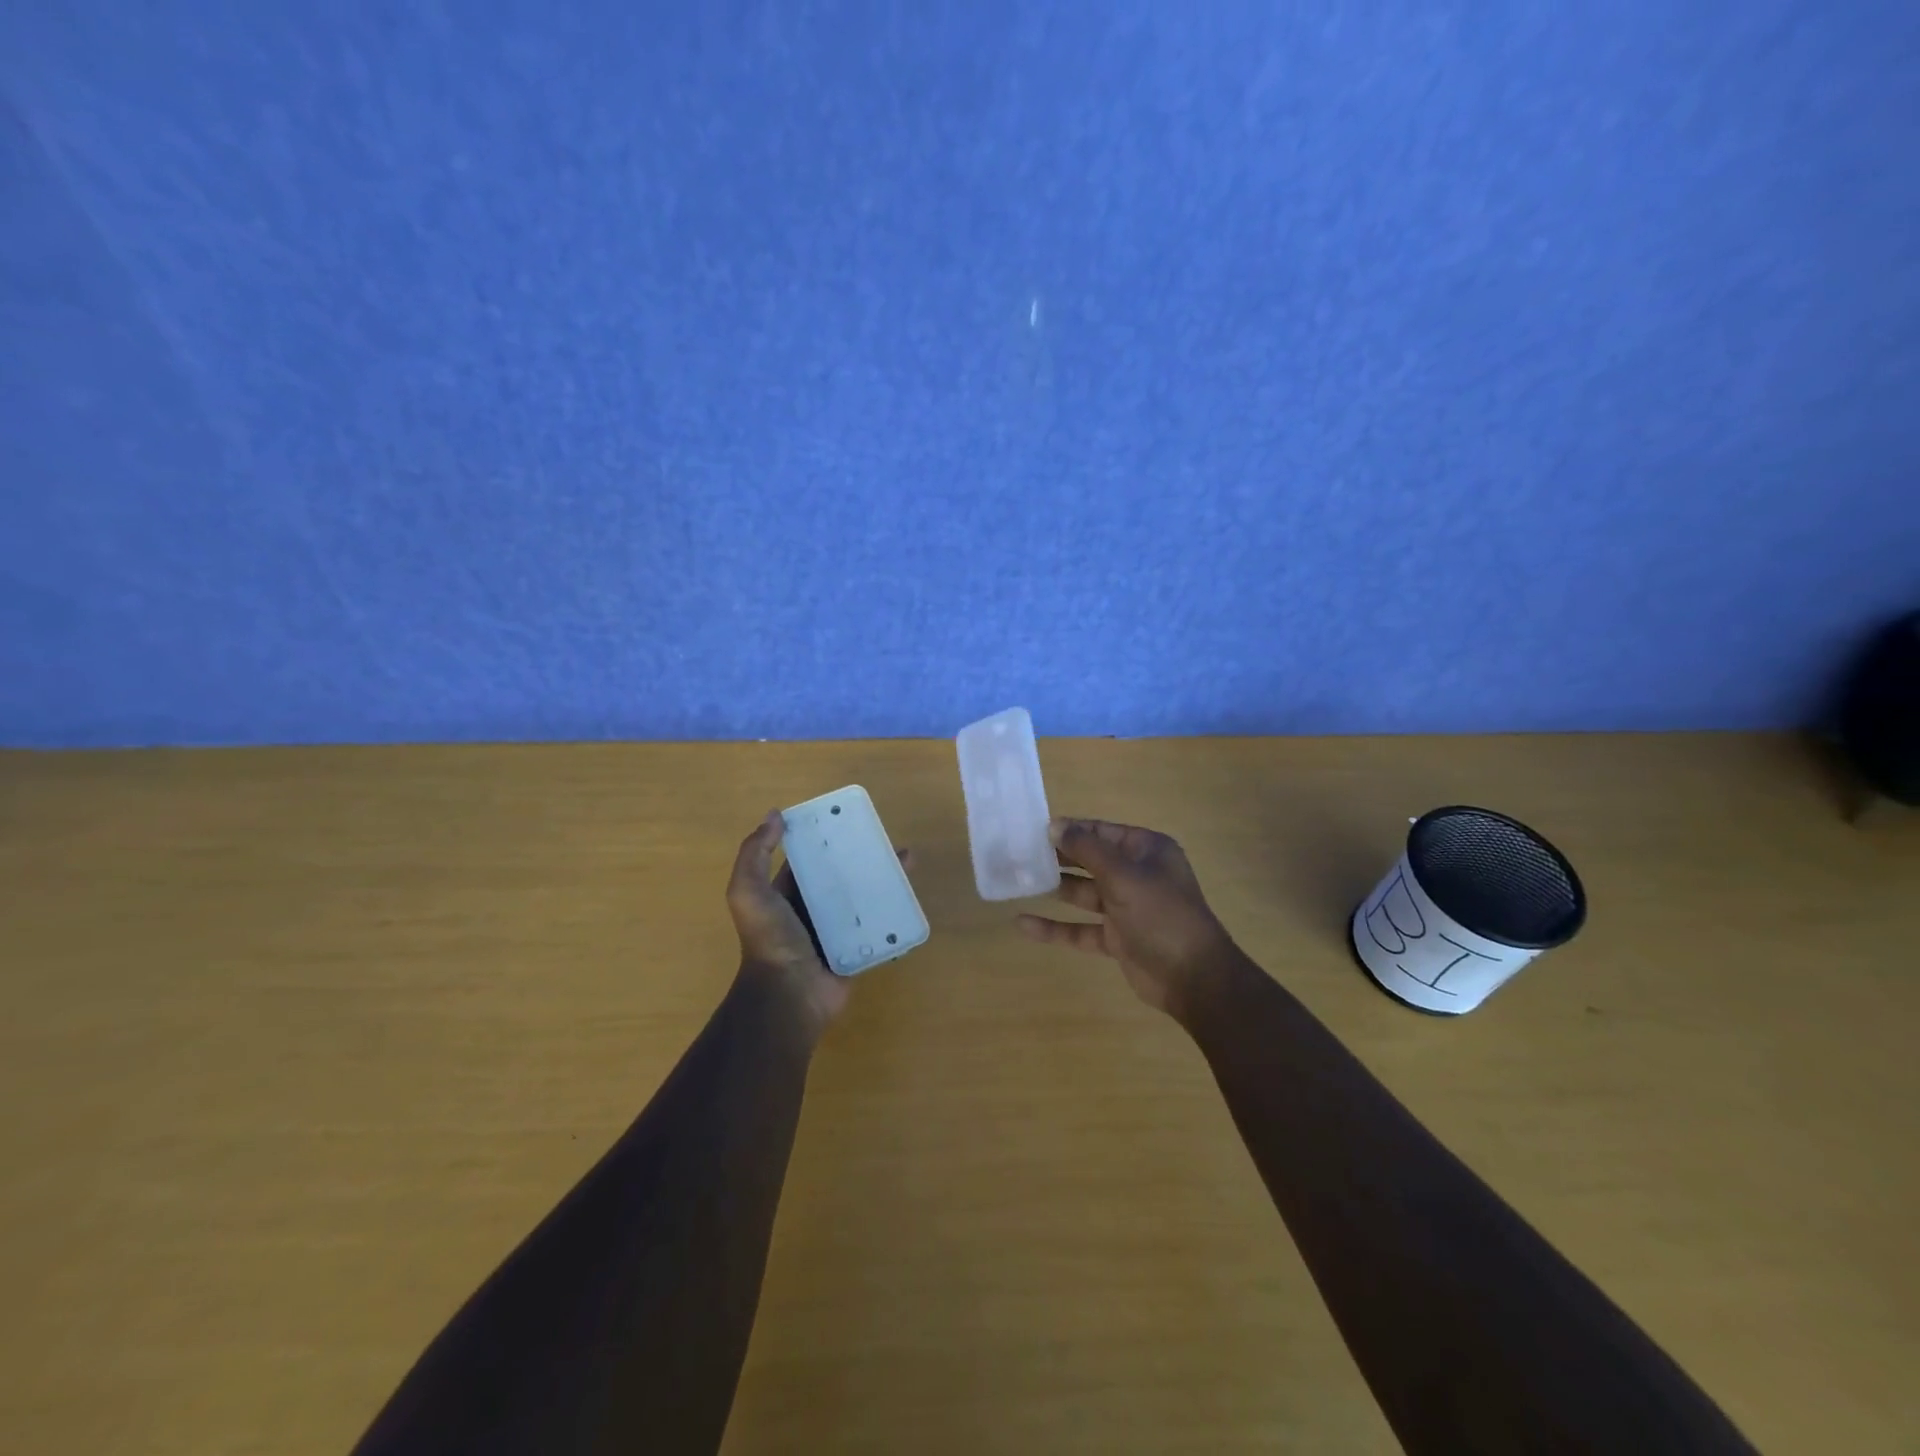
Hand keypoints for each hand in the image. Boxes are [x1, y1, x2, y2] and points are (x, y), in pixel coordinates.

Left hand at [725, 811, 912, 1034]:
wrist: (789, 995)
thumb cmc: (770, 939)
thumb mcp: (748, 891)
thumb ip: (755, 853)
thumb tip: (775, 815)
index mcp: (785, 894)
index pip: (807, 859)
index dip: (824, 839)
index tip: (848, 820)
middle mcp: (810, 909)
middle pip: (840, 876)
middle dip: (861, 857)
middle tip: (887, 839)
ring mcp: (835, 931)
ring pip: (863, 898)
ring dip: (883, 879)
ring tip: (906, 862)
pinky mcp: (857, 949)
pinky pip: (877, 925)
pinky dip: (892, 911)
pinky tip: (910, 895)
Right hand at [1016, 818, 1237, 1015]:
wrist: (1193, 978)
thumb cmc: (1161, 914)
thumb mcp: (1123, 875)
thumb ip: (1087, 850)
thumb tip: (1055, 826)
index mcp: (1146, 851)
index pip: (1102, 831)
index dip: (1070, 829)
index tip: (1034, 830)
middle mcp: (1136, 875)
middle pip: (1090, 860)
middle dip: (1059, 858)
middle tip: (1020, 854)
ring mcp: (1126, 907)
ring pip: (1083, 893)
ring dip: (1055, 889)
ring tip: (1019, 881)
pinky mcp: (1116, 938)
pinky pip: (1080, 928)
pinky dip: (1055, 927)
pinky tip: (1023, 924)